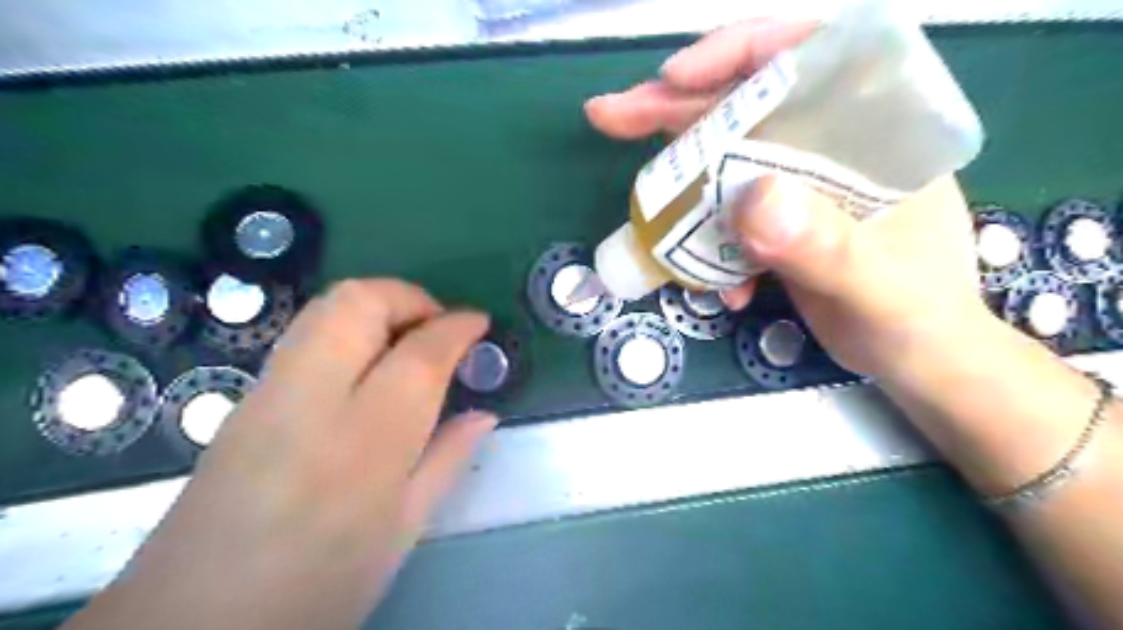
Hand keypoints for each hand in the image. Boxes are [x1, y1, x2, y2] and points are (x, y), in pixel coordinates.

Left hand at [75, 278, 495, 628]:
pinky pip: (306, 334)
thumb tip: (485, 414)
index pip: (420, 354)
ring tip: (407, 339)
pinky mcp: (246, 397)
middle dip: (409, 297)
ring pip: (326, 307)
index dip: (457, 327)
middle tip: (439, 324)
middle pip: (360, 303)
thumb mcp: (404, 528)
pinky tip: (366, 366)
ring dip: (377, 305)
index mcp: (366, 439)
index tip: (480, 323)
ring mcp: (269, 391)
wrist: (195, 622)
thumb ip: (448, 458)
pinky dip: (347, 327)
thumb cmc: (321, 581)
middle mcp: (312, 398)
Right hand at [590, 21, 988, 375]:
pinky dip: (705, 244)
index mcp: (874, 130)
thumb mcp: (877, 285)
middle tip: (613, 116)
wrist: (913, 359)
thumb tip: (749, 199)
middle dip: (676, 109)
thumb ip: (824, 244)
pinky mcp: (776, 223)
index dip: (737, 53)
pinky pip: (723, 215)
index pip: (808, 56)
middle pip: (745, 105)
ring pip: (723, 160)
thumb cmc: (917, 317)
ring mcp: (798, 186)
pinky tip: (714, 285)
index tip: (676, 77)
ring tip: (643, 205)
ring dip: (678, 182)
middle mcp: (830, 146)